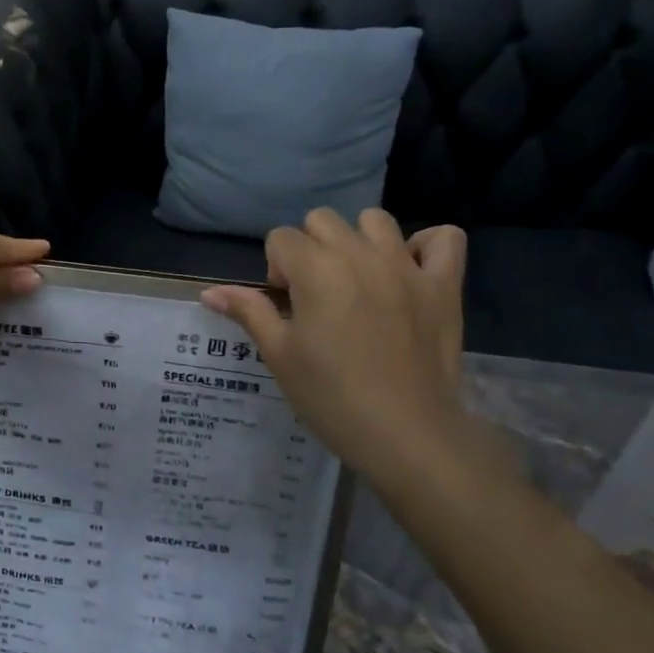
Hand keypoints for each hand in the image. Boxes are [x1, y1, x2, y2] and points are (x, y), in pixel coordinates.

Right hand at [201, 209, 479, 489]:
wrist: (405, 433)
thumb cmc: (331, 396)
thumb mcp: (279, 355)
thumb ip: (249, 312)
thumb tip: (209, 293)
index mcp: (316, 269)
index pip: (281, 238)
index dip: (276, 270)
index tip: (286, 308)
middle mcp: (360, 253)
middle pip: (322, 220)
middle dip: (310, 249)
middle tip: (316, 296)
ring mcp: (407, 265)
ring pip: (375, 219)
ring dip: (359, 240)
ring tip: (359, 280)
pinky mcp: (444, 284)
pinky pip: (444, 238)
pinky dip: (426, 247)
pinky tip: (411, 272)